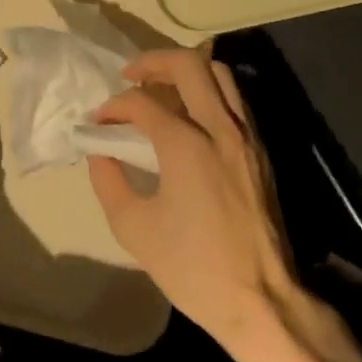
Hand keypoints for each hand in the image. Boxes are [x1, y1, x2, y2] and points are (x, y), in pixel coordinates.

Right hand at [88, 48, 300, 349]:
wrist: (262, 301)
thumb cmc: (193, 267)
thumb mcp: (133, 228)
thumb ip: (108, 181)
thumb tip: (101, 152)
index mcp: (186, 144)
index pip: (142, 103)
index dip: (114, 106)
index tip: (98, 122)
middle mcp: (220, 128)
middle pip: (189, 63)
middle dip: (153, 61)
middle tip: (131, 76)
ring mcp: (246, 136)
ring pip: (220, 74)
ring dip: (186, 71)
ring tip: (161, 89)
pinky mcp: (261, 150)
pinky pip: (234, 99)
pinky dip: (208, 91)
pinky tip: (190, 116)